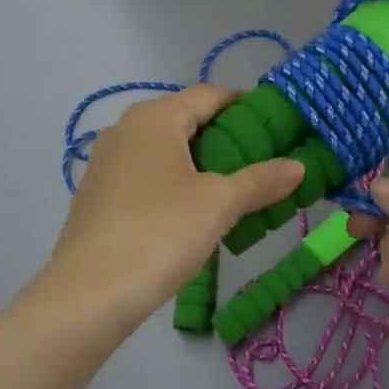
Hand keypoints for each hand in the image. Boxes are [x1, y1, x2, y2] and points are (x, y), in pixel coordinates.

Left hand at [49, 85, 302, 327]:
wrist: (90, 293)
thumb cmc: (160, 233)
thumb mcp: (219, 204)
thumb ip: (260, 180)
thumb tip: (299, 166)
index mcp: (154, 118)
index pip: (209, 95)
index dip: (244, 104)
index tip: (275, 123)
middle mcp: (125, 129)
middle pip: (185, 120)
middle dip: (224, 136)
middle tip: (261, 160)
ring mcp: (105, 162)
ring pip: (164, 150)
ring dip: (199, 162)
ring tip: (232, 188)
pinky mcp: (97, 194)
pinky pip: (145, 174)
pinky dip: (173, 182)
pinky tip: (190, 211)